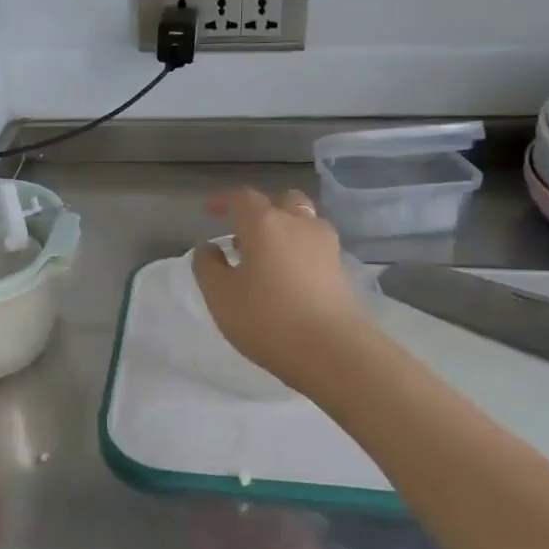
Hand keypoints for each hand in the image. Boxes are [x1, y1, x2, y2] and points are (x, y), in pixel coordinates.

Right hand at [192, 188, 373, 391]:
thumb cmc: (267, 319)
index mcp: (264, 223)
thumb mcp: (220, 295)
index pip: (242, 198)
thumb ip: (207, 266)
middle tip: (243, 231)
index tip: (210, 210)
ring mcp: (326, 245)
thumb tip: (209, 247)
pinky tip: (287, 276)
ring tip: (266, 256)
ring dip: (283, 229)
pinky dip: (298, 250)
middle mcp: (298, 223)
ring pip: (303, 222)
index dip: (224, 200)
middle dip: (261, 209)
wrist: (333, 351)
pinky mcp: (341, 269)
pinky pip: (314, 246)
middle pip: (281, 201)